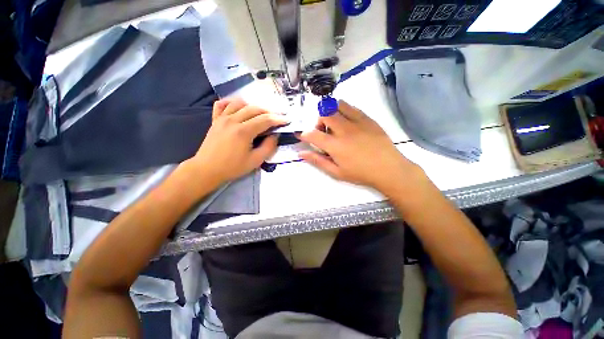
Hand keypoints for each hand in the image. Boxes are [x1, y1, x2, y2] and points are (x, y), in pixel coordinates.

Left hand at [185, 99, 288, 185]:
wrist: (207, 169)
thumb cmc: (232, 167)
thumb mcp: (255, 161)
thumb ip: (268, 147)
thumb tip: (275, 135)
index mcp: (244, 131)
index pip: (265, 120)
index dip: (278, 119)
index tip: (287, 120)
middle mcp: (233, 120)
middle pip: (254, 109)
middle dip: (269, 112)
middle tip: (277, 117)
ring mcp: (222, 118)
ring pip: (240, 103)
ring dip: (253, 106)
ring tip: (261, 113)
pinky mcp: (215, 120)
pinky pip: (222, 104)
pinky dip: (231, 102)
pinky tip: (238, 107)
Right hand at [297, 100, 421, 192]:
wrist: (388, 168)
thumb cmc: (360, 173)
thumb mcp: (336, 172)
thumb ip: (318, 161)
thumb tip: (301, 153)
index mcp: (335, 146)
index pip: (312, 134)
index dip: (304, 134)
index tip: (303, 137)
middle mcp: (344, 130)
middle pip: (324, 114)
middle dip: (318, 122)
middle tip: (323, 133)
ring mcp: (357, 122)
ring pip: (337, 105)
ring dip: (331, 113)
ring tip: (335, 125)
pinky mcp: (367, 118)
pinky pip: (351, 107)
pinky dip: (344, 111)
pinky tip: (347, 123)